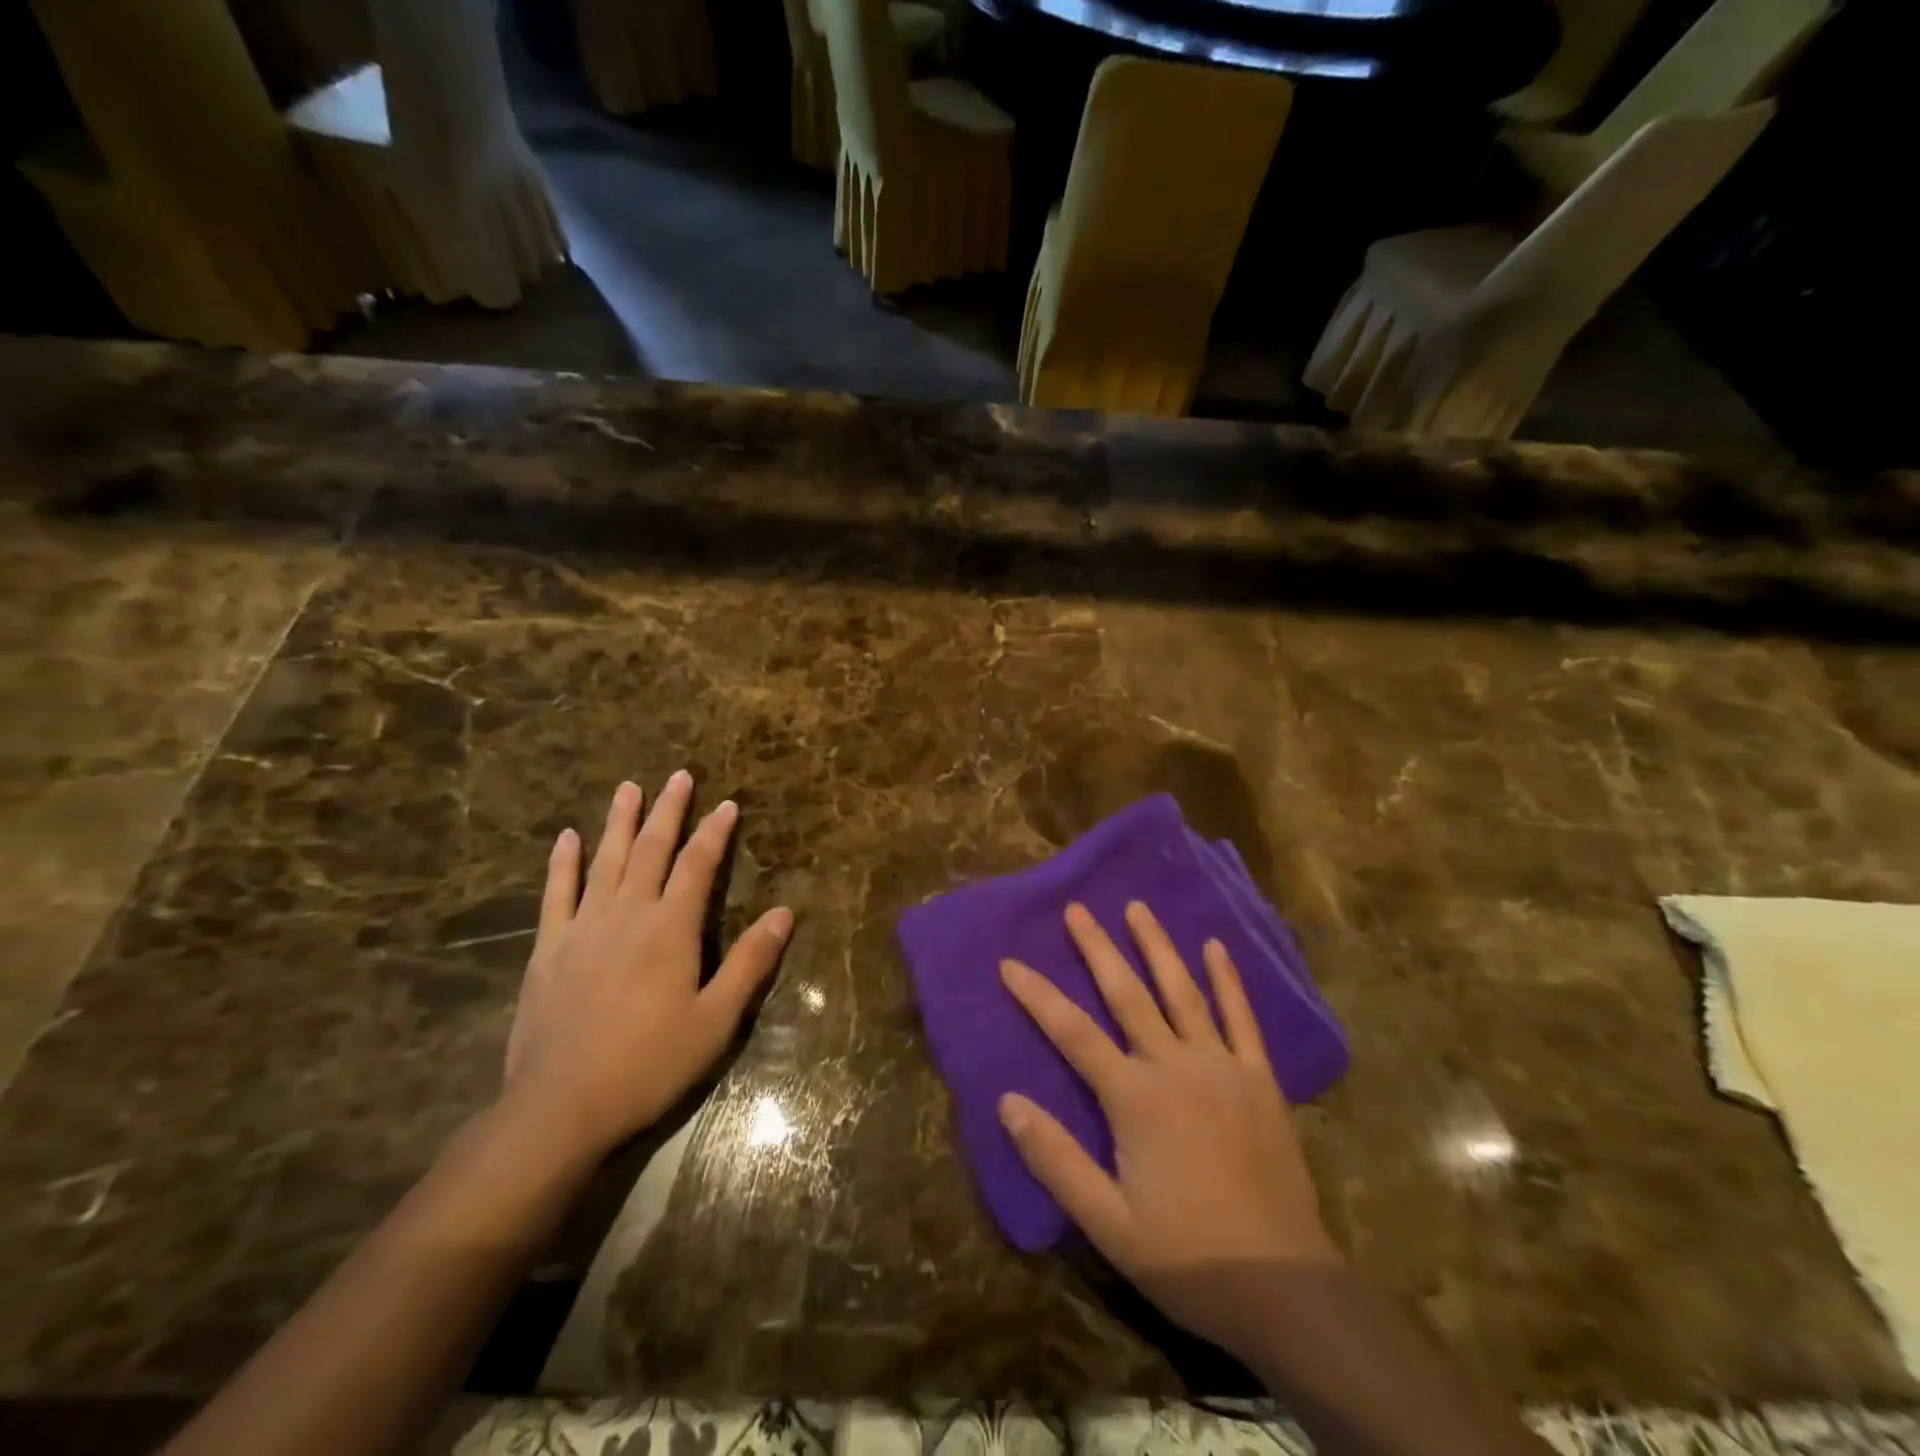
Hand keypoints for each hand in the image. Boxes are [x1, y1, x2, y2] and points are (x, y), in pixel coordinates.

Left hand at [503, 773, 791, 1164]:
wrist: (560, 1107)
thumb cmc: (649, 1064)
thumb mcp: (716, 1020)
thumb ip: (750, 962)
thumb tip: (785, 913)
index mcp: (671, 929)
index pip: (697, 866)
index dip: (714, 833)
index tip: (727, 804)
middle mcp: (627, 914)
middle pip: (652, 850)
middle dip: (668, 811)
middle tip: (678, 776)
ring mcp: (582, 928)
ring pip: (605, 860)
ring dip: (619, 822)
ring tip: (628, 787)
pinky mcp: (548, 949)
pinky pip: (557, 893)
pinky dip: (563, 863)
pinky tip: (567, 838)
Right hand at [998, 901, 1339, 1357]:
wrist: (1285, 1289)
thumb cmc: (1188, 1257)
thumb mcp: (1107, 1222)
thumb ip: (1055, 1159)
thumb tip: (1007, 1101)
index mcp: (1135, 1098)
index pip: (1073, 1033)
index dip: (1037, 995)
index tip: (1009, 962)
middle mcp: (1176, 1066)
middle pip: (1127, 994)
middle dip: (1097, 949)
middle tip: (1077, 908)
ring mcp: (1223, 1067)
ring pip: (1183, 992)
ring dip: (1157, 947)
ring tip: (1138, 908)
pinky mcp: (1260, 1080)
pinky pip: (1242, 1018)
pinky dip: (1227, 980)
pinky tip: (1215, 947)